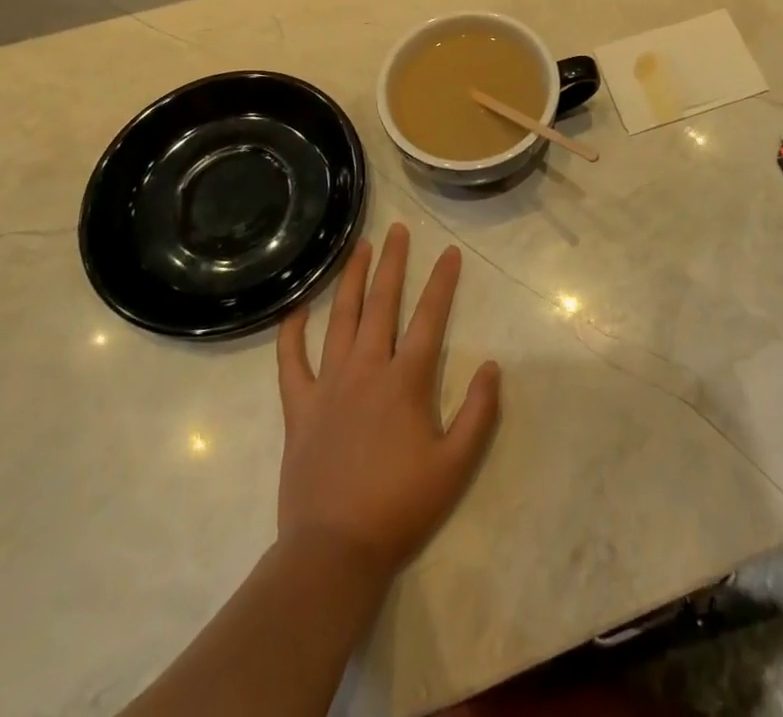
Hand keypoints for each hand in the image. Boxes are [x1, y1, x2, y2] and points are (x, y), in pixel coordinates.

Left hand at [275, 223, 500, 582]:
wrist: (334, 551)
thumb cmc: (400, 507)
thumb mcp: (456, 465)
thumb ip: (479, 412)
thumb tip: (492, 365)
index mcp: (405, 381)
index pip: (430, 317)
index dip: (442, 282)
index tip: (450, 252)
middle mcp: (366, 369)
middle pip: (382, 303)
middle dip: (392, 263)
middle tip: (398, 230)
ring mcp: (328, 384)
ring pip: (340, 318)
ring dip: (351, 280)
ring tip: (359, 248)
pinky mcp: (299, 406)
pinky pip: (291, 361)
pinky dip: (291, 333)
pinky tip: (297, 310)